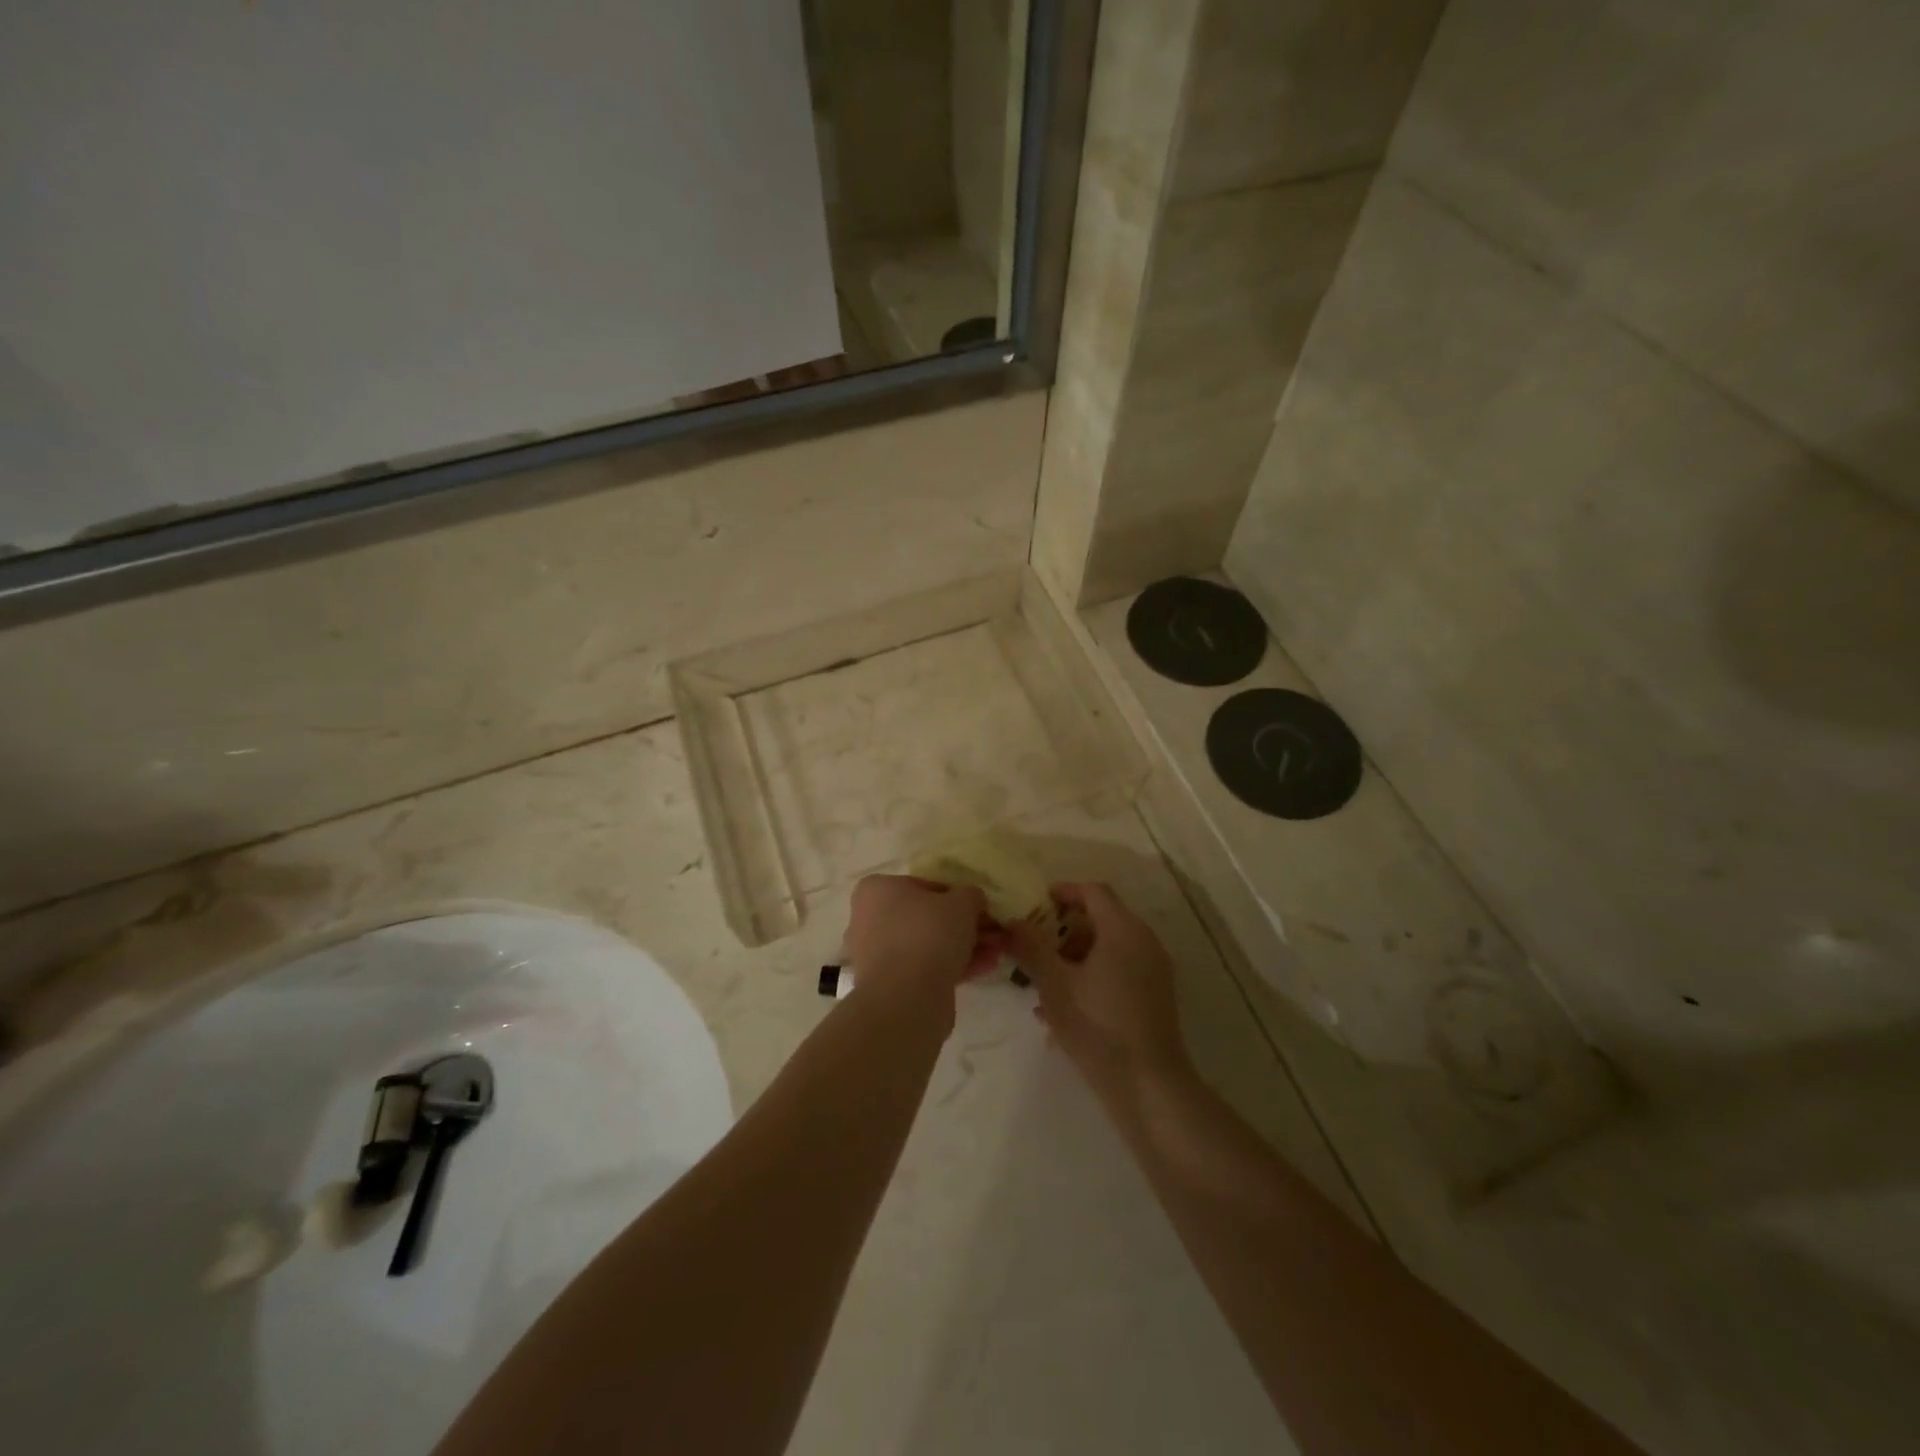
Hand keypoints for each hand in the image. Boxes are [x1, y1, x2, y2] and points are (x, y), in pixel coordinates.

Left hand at [842, 875, 1000, 1001]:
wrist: (906, 997)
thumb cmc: (928, 933)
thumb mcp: (962, 902)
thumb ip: (970, 895)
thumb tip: (972, 900)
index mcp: (877, 890)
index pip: (925, 886)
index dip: (958, 897)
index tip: (981, 909)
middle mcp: (870, 919)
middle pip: (927, 917)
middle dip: (964, 926)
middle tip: (993, 933)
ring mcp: (877, 955)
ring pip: (928, 945)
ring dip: (963, 947)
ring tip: (996, 953)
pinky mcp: (890, 985)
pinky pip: (925, 969)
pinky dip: (953, 967)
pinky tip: (985, 969)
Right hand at [1008, 882, 1188, 1093]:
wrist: (1148, 1085)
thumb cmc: (1098, 1025)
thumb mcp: (1054, 985)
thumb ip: (1031, 948)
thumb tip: (1013, 921)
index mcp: (1123, 930)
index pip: (1093, 891)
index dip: (1063, 892)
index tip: (1034, 905)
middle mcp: (1144, 941)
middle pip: (1101, 918)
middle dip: (1063, 929)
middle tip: (1034, 947)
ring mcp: (1153, 970)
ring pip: (1108, 947)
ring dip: (1074, 956)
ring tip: (1043, 982)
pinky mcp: (1154, 996)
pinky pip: (1119, 970)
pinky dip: (1092, 975)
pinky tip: (1065, 1007)